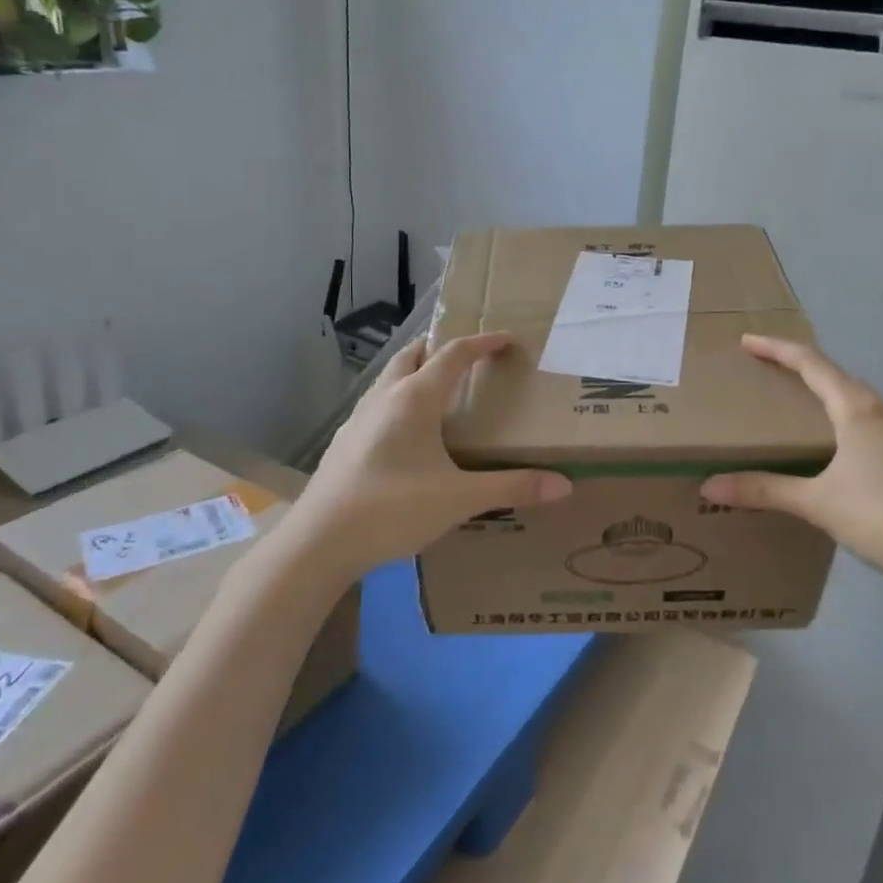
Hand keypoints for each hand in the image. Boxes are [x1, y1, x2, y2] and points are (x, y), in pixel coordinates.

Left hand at [290, 332, 571, 574]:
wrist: (318, 542)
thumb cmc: (392, 510)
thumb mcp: (459, 499)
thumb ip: (512, 488)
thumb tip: (564, 484)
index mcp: (415, 398)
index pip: (455, 353)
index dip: (485, 342)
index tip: (511, 340)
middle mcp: (385, 397)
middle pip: (416, 353)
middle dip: (445, 348)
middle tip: (473, 360)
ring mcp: (359, 418)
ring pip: (392, 376)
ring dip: (419, 370)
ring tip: (443, 391)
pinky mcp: (345, 440)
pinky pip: (379, 402)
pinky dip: (400, 398)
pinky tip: (408, 433)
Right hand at [699, 335, 882, 598]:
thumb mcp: (818, 504)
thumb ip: (764, 491)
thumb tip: (709, 485)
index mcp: (857, 409)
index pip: (810, 363)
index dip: (776, 349)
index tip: (746, 342)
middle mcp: (882, 411)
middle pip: (833, 375)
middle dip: (797, 367)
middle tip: (763, 370)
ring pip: (854, 397)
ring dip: (821, 391)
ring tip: (792, 403)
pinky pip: (866, 419)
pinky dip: (840, 415)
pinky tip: (831, 444)